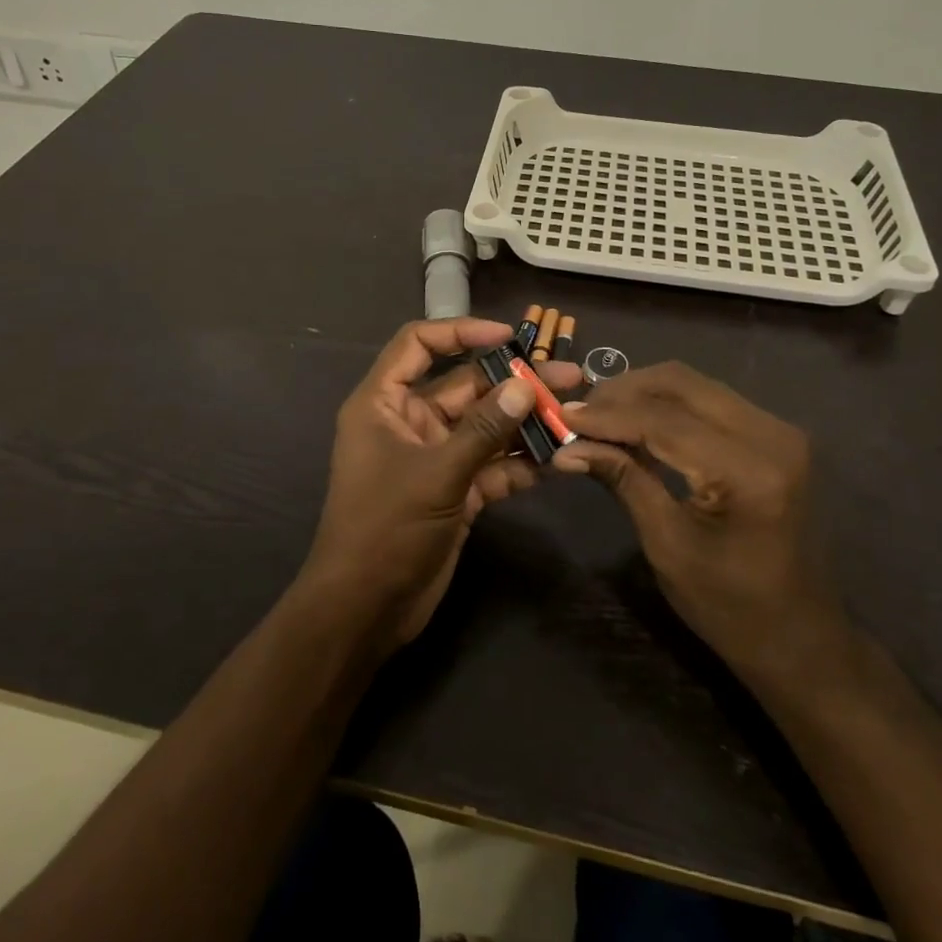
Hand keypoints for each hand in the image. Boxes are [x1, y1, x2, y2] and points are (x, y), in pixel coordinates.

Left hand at [302, 319, 583, 649]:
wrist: (365, 610)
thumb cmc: (385, 529)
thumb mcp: (436, 474)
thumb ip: (482, 430)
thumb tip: (524, 386)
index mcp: (384, 403)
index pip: (418, 345)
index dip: (460, 331)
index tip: (507, 336)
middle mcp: (408, 422)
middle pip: (465, 387)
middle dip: (513, 383)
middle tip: (569, 378)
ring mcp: (434, 457)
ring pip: (484, 427)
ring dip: (525, 423)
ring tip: (575, 414)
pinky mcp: (454, 490)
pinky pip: (491, 465)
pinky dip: (521, 462)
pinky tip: (559, 460)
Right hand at [554, 362, 846, 674]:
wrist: (800, 639)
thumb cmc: (730, 607)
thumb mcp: (667, 544)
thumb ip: (623, 480)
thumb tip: (567, 447)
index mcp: (750, 471)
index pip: (664, 421)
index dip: (608, 415)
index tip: (562, 415)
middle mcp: (772, 436)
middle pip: (682, 384)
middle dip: (624, 391)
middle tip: (579, 411)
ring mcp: (779, 431)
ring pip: (695, 385)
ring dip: (644, 393)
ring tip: (600, 414)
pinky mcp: (775, 435)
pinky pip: (711, 401)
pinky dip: (669, 405)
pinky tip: (637, 421)